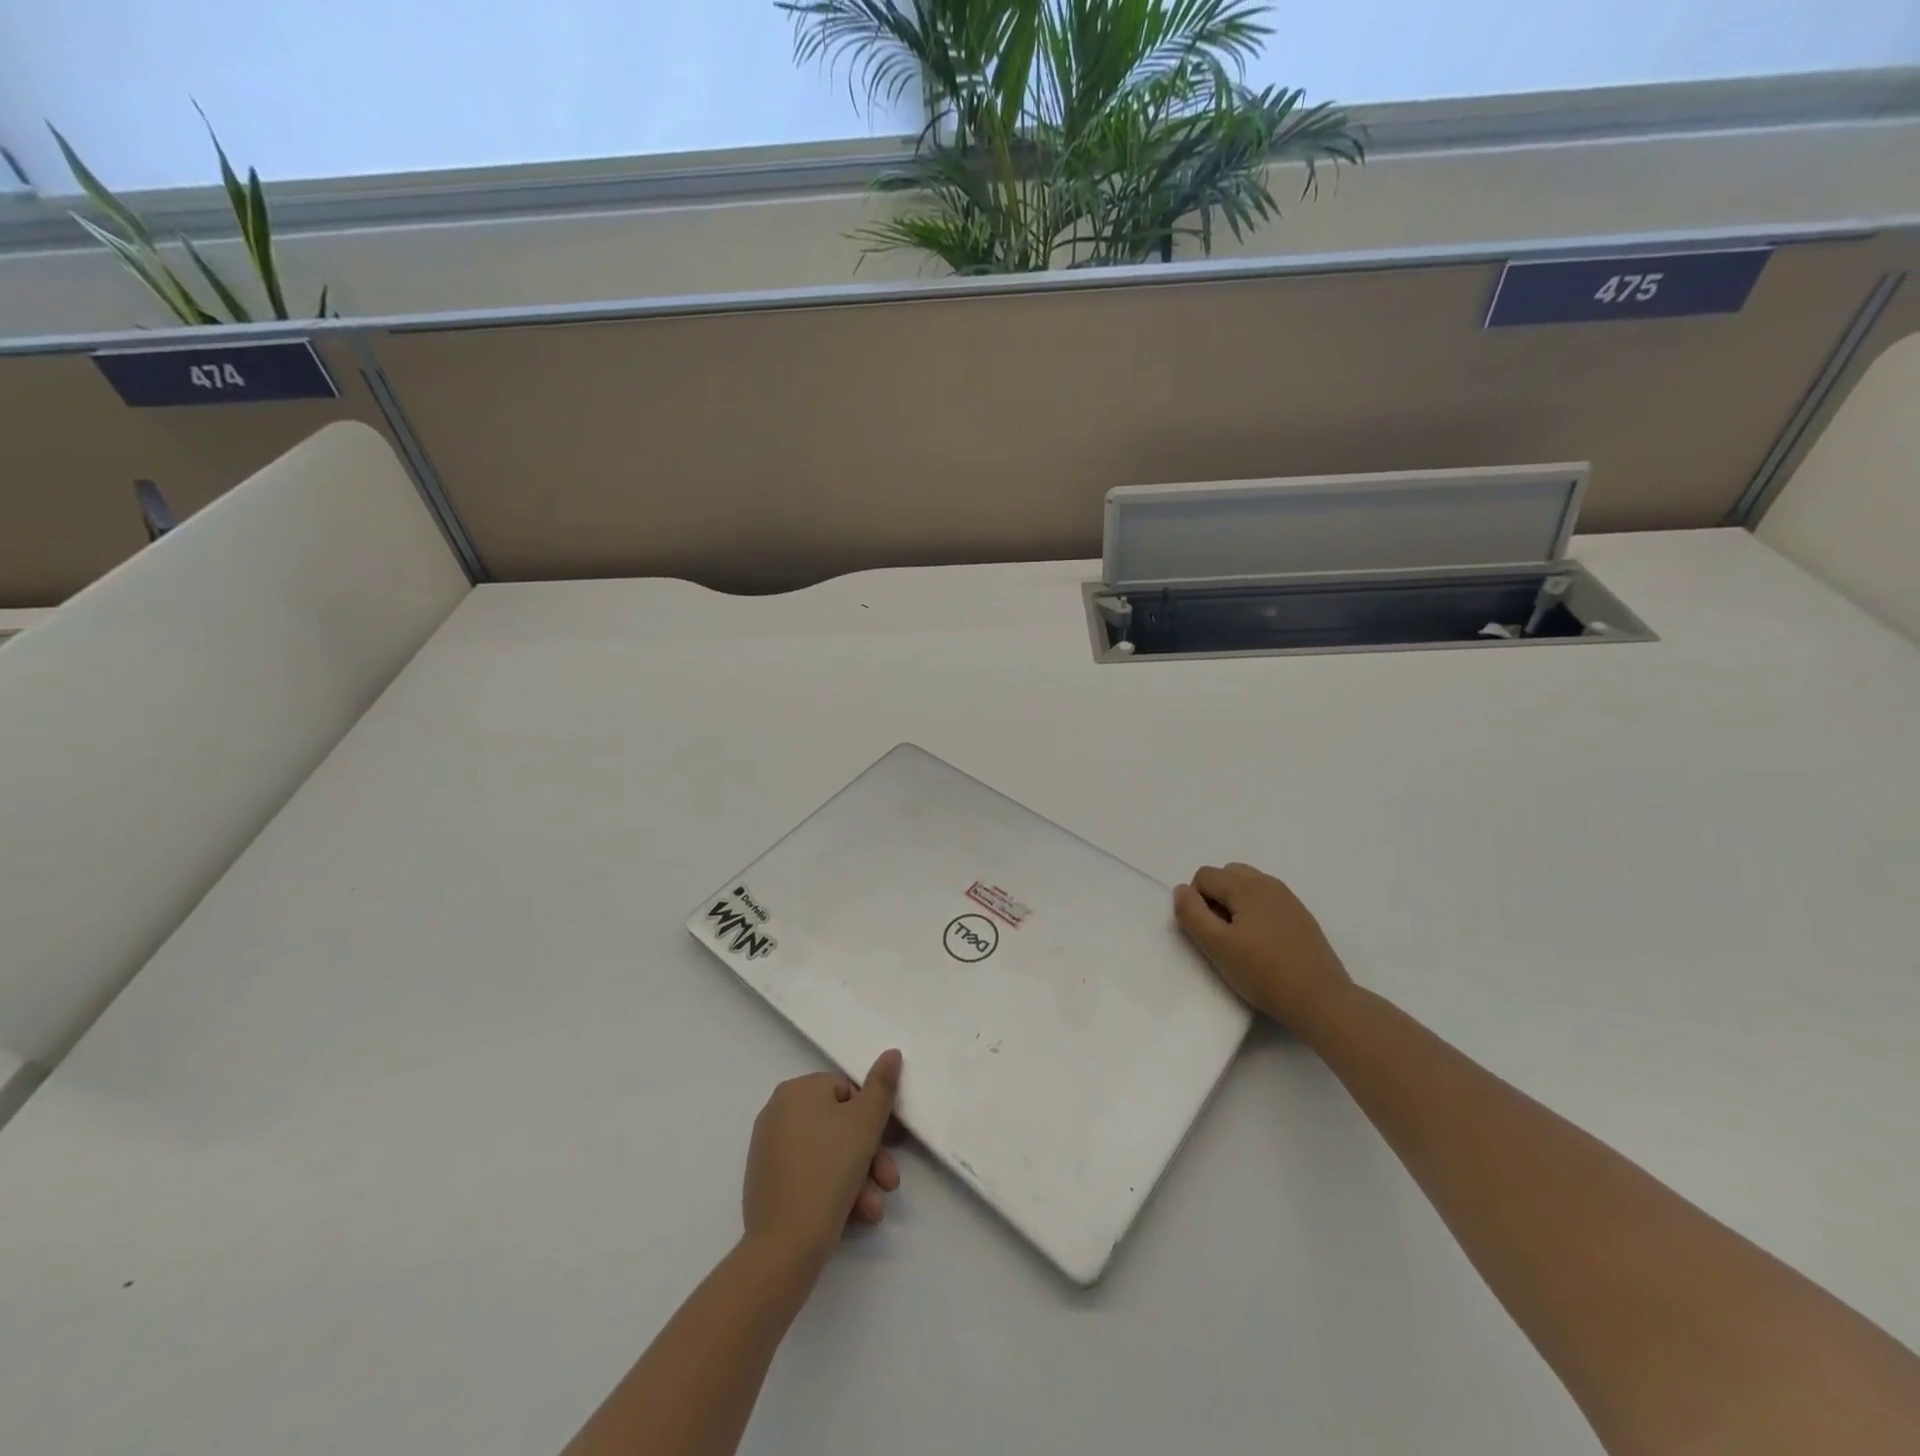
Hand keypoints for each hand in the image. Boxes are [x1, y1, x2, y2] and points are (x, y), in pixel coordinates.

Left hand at [742, 1049, 902, 1273]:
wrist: (785, 1245)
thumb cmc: (830, 1170)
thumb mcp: (866, 1122)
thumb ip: (882, 1085)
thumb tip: (891, 1053)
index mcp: (796, 1090)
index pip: (847, 1092)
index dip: (872, 1119)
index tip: (889, 1145)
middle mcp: (777, 1113)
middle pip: (838, 1126)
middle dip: (869, 1156)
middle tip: (888, 1183)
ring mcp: (768, 1151)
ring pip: (828, 1155)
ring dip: (858, 1179)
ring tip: (873, 1209)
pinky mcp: (766, 1185)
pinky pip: (809, 1176)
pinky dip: (833, 1191)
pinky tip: (854, 1216)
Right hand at [1174, 863, 1353, 1031]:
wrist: (1321, 1000)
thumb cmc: (1263, 973)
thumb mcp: (1216, 946)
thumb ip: (1191, 913)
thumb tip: (1181, 890)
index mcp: (1246, 886)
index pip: (1204, 876)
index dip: (1196, 902)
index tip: (1208, 933)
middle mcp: (1268, 883)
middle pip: (1227, 875)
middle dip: (1215, 898)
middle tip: (1222, 934)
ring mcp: (1288, 899)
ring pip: (1248, 887)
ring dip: (1235, 904)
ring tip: (1242, 940)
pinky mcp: (1301, 916)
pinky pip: (1267, 901)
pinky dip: (1256, 913)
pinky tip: (1264, 945)